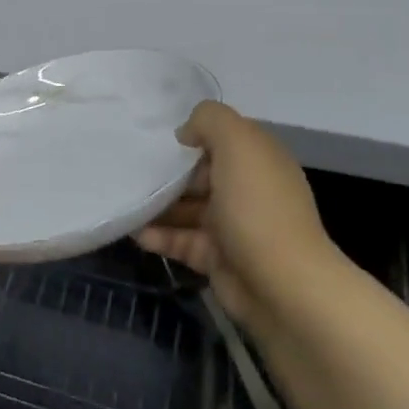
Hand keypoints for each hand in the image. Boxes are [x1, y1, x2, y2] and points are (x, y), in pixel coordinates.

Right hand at [136, 101, 336, 324]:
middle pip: (199, 173)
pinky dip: (158, 236)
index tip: (157, 137)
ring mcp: (232, 226)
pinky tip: (135, 232)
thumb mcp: (237, 144)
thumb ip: (209, 120)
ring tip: (124, 201)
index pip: (222, 138)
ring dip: (157, 205)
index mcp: (258, 160)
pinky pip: (181, 241)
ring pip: (186, 208)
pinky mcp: (217, 258)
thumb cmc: (258, 207)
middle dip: (167, 172)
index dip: (193, 134)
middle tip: (130, 169)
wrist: (284, 287)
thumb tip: (186, 134)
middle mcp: (247, 190)